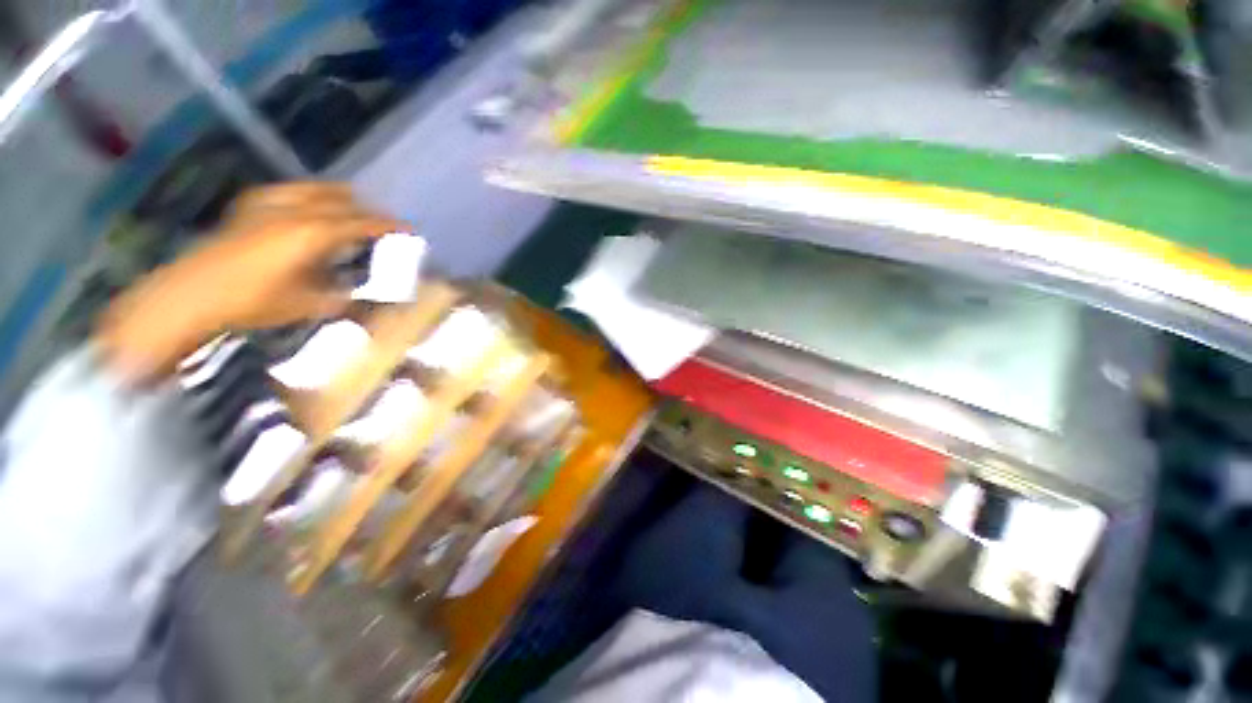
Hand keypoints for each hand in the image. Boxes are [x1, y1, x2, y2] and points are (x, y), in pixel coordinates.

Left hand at [98, 183, 405, 381]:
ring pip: (316, 189)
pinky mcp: (250, 206)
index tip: (409, 229)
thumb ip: (344, 298)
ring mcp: (269, 204)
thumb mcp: (308, 305)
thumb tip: (370, 303)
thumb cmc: (253, 302)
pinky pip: (289, 191)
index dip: (388, 225)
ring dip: (340, 198)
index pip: (362, 222)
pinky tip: (307, 208)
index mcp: (313, 233)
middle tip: (383, 225)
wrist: (190, 295)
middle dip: (368, 210)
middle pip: (343, 200)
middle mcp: (295, 211)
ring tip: (351, 210)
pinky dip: (307, 196)